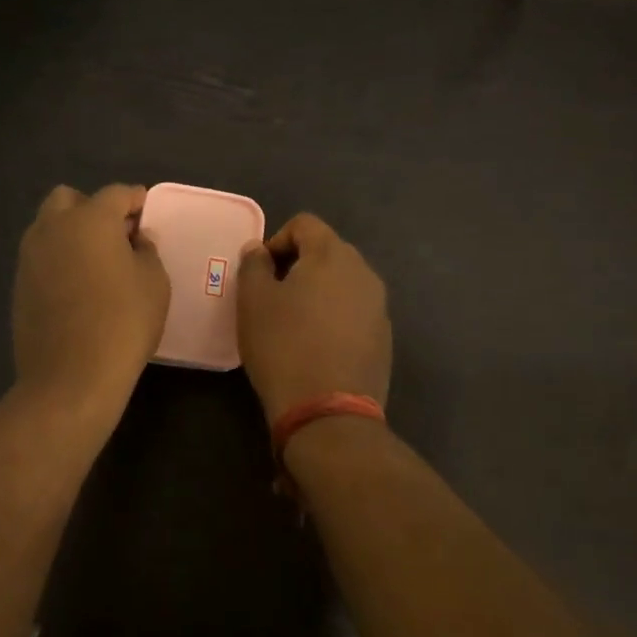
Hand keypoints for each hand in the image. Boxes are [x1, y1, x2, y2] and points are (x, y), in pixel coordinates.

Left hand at [13, 184, 170, 410]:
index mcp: (90, 219)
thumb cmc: (123, 323)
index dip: (134, 199)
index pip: (115, 193)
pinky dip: (59, 259)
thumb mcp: (154, 283)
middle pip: (69, 199)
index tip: (146, 211)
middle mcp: (53, 228)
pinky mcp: (19, 284)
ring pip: (49, 227)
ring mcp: (30, 256)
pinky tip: (77, 285)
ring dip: (71, 232)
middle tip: (116, 234)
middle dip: (92, 208)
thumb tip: (134, 240)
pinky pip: (41, 257)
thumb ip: (147, 251)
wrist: (71, 377)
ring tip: (96, 261)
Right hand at [236, 213, 391, 425]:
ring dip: (317, 292)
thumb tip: (260, 249)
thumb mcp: (253, 302)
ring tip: (292, 322)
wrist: (328, 412)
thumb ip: (254, 265)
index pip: (305, 224)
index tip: (260, 272)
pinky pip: (353, 312)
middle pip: (327, 251)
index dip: (276, 240)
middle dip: (298, 265)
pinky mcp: (383, 338)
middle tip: (272, 296)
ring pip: (342, 283)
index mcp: (332, 255)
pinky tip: (315, 346)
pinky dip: (333, 317)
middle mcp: (364, 272)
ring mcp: (379, 307)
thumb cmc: (283, 346)